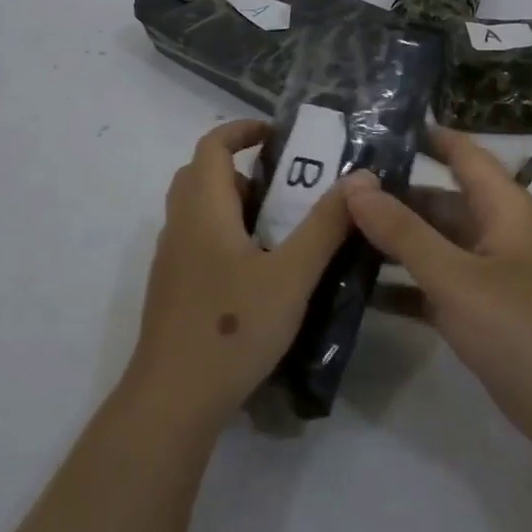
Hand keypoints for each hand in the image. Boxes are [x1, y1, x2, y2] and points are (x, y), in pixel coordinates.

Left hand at [126, 120, 353, 435]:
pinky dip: (226, 234)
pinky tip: (260, 271)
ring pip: (199, 210)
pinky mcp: (173, 290)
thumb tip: (359, 177)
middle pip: (202, 174)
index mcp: (203, 210)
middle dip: (242, 167)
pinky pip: (198, 241)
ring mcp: (172, 260)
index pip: (212, 145)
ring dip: (235, 203)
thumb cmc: (233, 328)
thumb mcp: (292, 275)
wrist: (173, 400)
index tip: (280, 135)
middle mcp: (180, 226)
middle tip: (286, 184)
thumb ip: (326, 226)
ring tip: (282, 227)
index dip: (243, 130)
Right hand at [345, 127, 531, 450]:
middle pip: (436, 200)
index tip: (370, 127)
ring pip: (431, 243)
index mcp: (501, 206)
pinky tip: (356, 288)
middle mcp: (493, 230)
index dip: (422, 135)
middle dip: (390, 196)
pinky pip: (432, 284)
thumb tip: (355, 183)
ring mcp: (486, 272)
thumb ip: (403, 231)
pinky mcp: (478, 310)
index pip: (460, 152)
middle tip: (331, 193)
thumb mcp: (456, 276)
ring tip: (333, 234)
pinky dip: (401, 284)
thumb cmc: (521, 327)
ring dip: (390, 242)